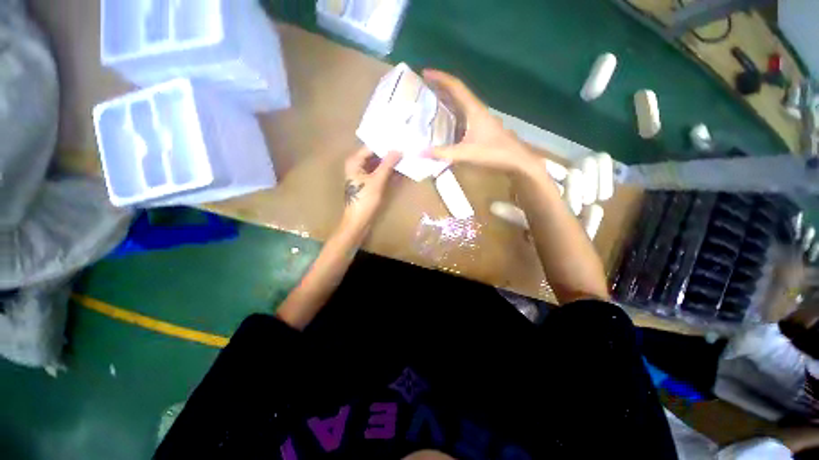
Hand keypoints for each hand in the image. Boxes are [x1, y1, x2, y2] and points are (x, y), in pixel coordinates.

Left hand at [342, 147, 401, 230]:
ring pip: (378, 165)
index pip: (371, 147)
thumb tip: (398, 150)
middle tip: (405, 148)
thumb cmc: (365, 200)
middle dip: (389, 154)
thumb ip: (387, 164)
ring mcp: (363, 175)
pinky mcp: (368, 184)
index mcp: (354, 162)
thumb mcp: (377, 181)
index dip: (385, 145)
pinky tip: (400, 170)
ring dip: (390, 163)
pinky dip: (388, 172)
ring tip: (405, 157)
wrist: (358, 221)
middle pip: (375, 156)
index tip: (399, 140)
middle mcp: (357, 166)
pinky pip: (379, 174)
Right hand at [423, 69, 537, 174]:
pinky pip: (464, 117)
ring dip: (447, 102)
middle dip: (441, 88)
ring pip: (461, 105)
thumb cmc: (494, 152)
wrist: (517, 159)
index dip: (440, 78)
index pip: (456, 86)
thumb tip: (420, 153)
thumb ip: (443, 153)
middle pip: (457, 93)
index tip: (425, 73)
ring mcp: (481, 119)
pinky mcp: (482, 128)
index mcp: (474, 109)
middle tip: (423, 89)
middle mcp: (477, 110)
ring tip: (431, 104)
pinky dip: (452, 116)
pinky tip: (445, 125)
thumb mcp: (466, 153)